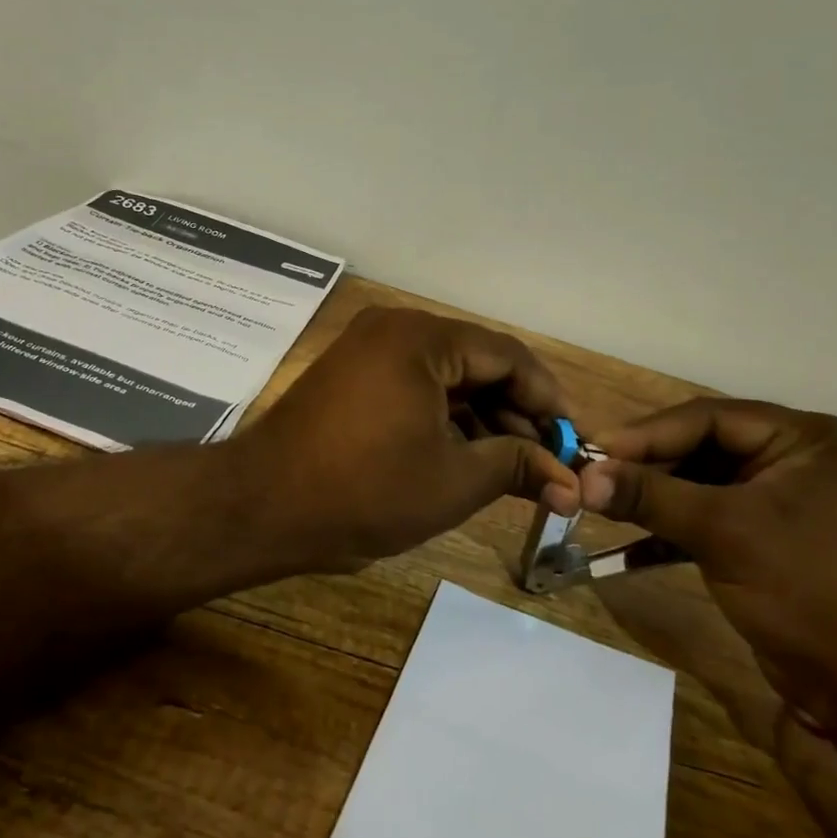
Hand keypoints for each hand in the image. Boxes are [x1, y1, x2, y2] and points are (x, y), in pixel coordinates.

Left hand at [233, 306, 580, 574]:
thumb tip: (571, 481)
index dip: (548, 398)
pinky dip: (444, 419)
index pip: (507, 355)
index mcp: (421, 338)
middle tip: (547, 461)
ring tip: (512, 467)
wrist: (262, 506)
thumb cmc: (364, 490)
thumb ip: (516, 466)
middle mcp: (394, 330)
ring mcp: (367, 352)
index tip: (573, 440)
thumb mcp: (453, 480)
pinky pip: (413, 387)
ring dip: (481, 419)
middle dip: (515, 412)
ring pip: (445, 378)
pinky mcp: (350, 378)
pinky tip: (466, 456)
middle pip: (476, 363)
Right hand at [578, 399, 836, 735]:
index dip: (646, 434)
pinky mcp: (764, 538)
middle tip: (593, 479)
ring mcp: (778, 500)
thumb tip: (582, 477)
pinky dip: (669, 530)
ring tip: (602, 506)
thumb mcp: (724, 532)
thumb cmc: (808, 588)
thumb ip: (651, 497)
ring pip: (697, 484)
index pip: (707, 418)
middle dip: (646, 467)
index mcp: (802, 438)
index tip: (594, 451)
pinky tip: (627, 546)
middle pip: (699, 448)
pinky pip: (706, 518)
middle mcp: (792, 459)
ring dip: (653, 499)